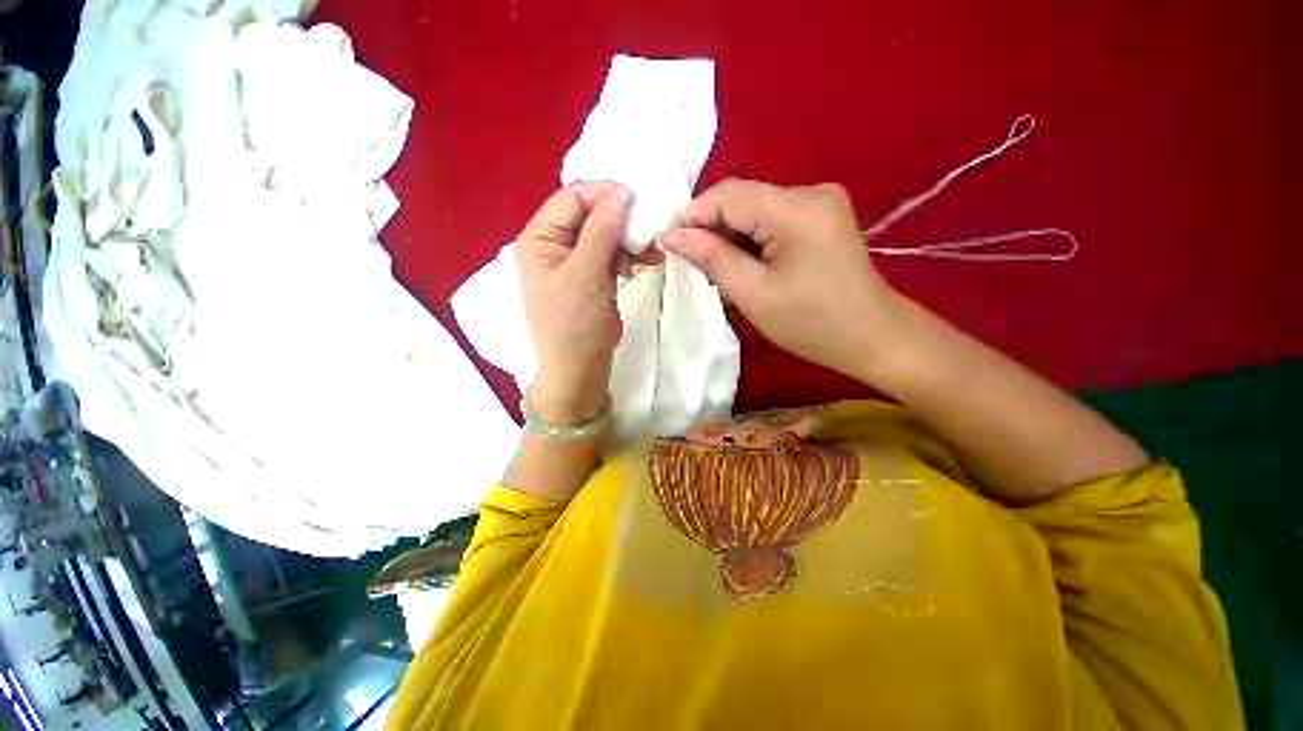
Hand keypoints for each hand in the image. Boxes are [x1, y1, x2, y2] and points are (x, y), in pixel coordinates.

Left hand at [516, 182, 640, 426]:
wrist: (580, 369)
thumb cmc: (574, 324)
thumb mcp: (585, 274)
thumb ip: (602, 230)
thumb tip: (623, 190)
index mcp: (539, 238)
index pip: (572, 198)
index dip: (604, 194)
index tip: (639, 200)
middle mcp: (554, 244)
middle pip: (589, 214)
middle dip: (621, 219)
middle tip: (649, 228)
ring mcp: (575, 261)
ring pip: (605, 234)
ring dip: (629, 238)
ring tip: (652, 250)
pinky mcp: (592, 276)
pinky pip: (612, 254)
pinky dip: (629, 255)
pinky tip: (647, 262)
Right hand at [659, 179, 903, 379]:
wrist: (872, 337)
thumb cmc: (811, 324)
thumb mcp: (753, 294)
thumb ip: (711, 257)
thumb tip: (671, 235)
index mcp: (797, 210)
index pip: (728, 195)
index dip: (693, 215)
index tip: (668, 243)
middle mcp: (811, 192)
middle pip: (742, 198)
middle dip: (711, 227)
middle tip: (693, 263)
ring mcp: (820, 202)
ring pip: (754, 208)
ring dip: (730, 235)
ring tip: (718, 270)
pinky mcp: (821, 216)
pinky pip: (771, 218)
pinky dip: (750, 238)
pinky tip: (744, 264)